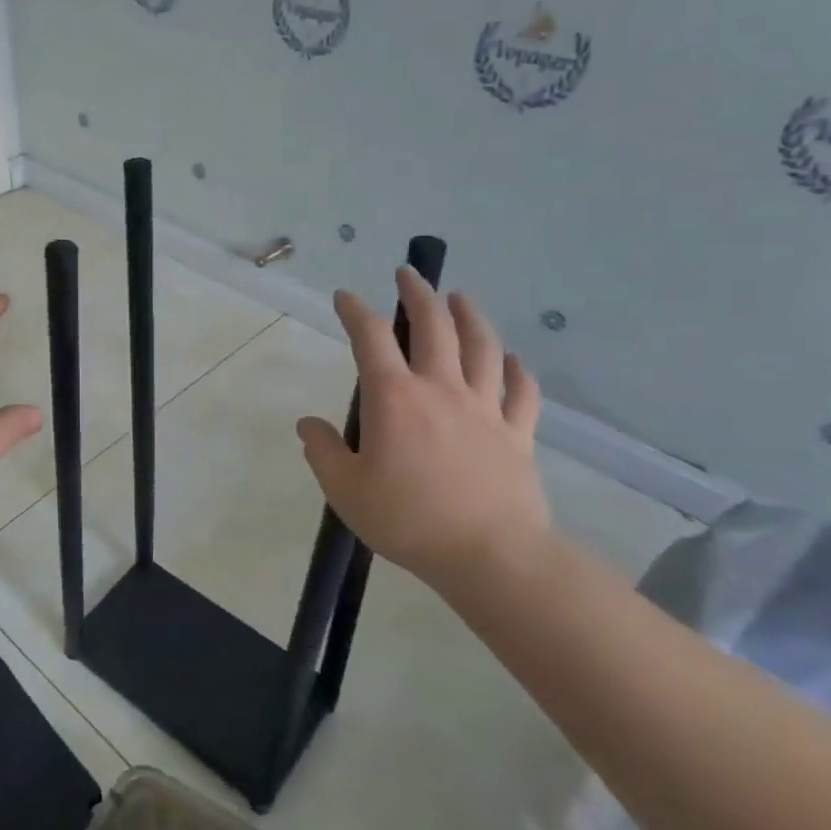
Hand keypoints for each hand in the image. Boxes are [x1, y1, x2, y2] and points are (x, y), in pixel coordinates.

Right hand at [297, 269, 550, 589]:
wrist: (489, 556)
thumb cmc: (408, 520)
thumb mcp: (345, 490)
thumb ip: (322, 452)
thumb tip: (308, 424)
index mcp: (394, 398)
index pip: (370, 337)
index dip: (354, 310)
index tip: (344, 296)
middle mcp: (441, 389)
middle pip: (433, 326)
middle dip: (418, 294)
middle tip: (408, 273)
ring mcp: (485, 409)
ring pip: (482, 347)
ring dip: (469, 316)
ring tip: (460, 298)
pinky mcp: (518, 433)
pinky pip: (522, 391)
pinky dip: (517, 369)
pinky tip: (512, 359)